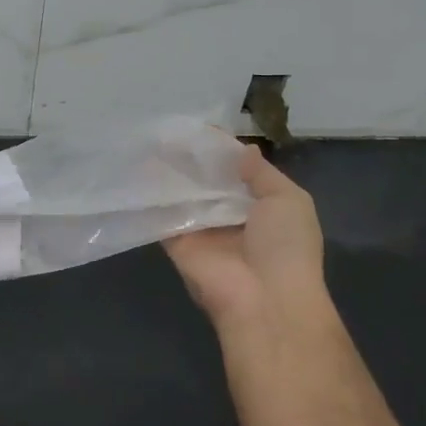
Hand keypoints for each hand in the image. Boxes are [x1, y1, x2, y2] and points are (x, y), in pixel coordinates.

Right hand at [164, 145, 325, 335]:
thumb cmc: (285, 246)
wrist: (263, 298)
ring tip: (150, 138)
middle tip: (167, 128)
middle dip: (190, 157)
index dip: (220, 150)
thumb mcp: (288, 200)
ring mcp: (200, 228)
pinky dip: (150, 192)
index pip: (235, 171)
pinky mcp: (175, 240)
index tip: (199, 126)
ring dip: (168, 169)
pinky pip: (161, 212)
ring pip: (181, 192)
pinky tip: (137, 164)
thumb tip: (242, 149)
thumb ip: (262, 173)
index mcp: (260, 206)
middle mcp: (228, 215)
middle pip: (205, 179)